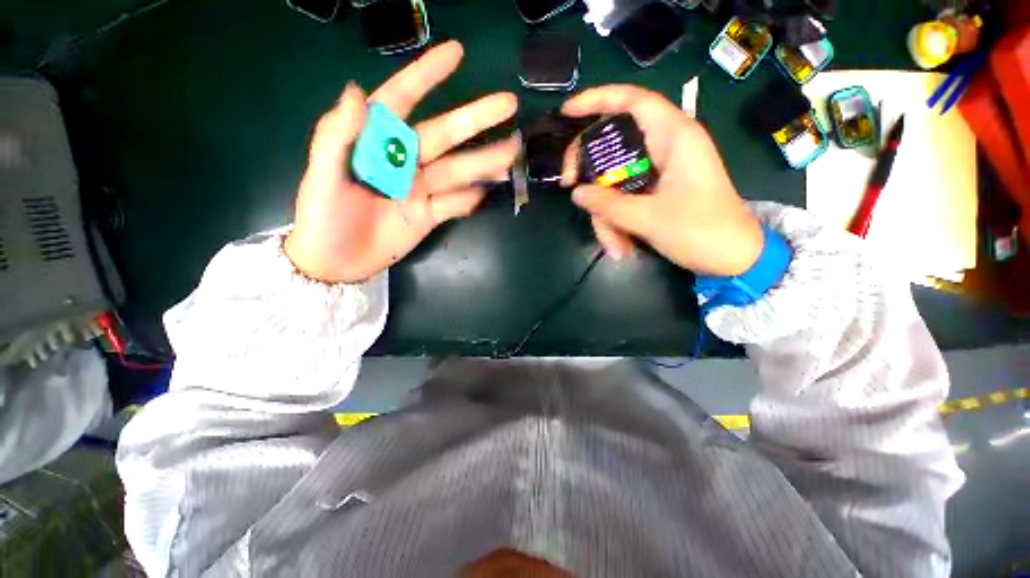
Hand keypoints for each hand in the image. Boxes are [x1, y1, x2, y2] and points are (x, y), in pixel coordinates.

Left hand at [285, 41, 518, 283]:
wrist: (337, 263)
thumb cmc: (322, 217)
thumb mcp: (320, 176)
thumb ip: (336, 136)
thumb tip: (355, 91)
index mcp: (376, 143)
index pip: (402, 101)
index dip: (426, 76)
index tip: (456, 54)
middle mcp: (405, 162)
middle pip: (444, 135)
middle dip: (475, 119)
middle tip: (508, 104)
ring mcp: (421, 189)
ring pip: (458, 171)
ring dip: (485, 161)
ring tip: (512, 152)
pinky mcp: (431, 215)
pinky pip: (454, 205)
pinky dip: (469, 200)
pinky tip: (485, 193)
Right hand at [560, 85, 763, 276]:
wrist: (733, 258)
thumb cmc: (701, 232)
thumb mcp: (649, 219)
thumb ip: (608, 205)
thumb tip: (576, 193)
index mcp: (674, 137)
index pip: (632, 101)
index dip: (598, 99)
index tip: (568, 113)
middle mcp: (665, 147)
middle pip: (614, 145)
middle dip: (591, 171)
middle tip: (572, 190)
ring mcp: (660, 170)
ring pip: (616, 181)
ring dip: (607, 215)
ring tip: (615, 247)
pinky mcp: (657, 189)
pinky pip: (624, 197)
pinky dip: (617, 221)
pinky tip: (621, 246)